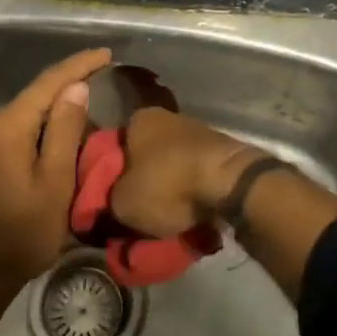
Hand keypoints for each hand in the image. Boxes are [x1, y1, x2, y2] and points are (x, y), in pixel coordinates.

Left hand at [0, 48, 111, 303]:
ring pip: (9, 127)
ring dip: (34, 130)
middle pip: (29, 106)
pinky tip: (21, 171)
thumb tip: (74, 88)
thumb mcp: (56, 185)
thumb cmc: (20, 237)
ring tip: (57, 154)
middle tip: (90, 126)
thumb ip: (65, 131)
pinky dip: (11, 148)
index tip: (104, 54)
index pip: (48, 83)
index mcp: (5, 127)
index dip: (79, 65)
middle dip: (60, 108)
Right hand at [108, 107, 260, 238]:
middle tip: (135, 210)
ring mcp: (197, 131)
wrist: (230, 182)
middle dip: (140, 180)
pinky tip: (188, 211)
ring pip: (171, 164)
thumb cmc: (167, 184)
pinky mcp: (220, 150)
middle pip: (144, 154)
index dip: (108, 173)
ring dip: (167, 186)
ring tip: (163, 218)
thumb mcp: (122, 203)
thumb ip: (107, 201)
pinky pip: (194, 173)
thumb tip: (106, 204)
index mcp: (139, 119)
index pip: (113, 145)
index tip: (108, 197)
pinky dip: (190, 190)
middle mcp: (168, 117)